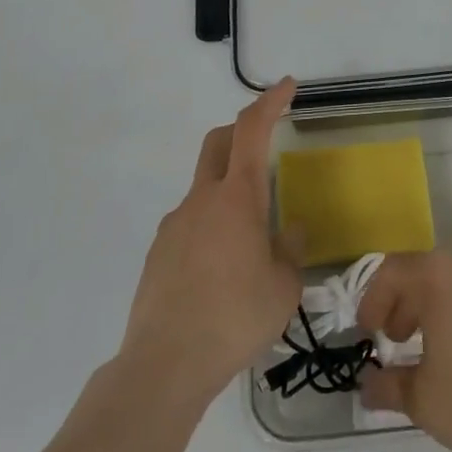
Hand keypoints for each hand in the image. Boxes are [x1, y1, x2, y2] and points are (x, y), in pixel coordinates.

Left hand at [120, 78, 302, 405]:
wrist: (164, 365)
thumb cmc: (235, 318)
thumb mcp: (283, 287)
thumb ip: (291, 249)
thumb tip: (293, 229)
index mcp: (238, 197)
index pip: (252, 129)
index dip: (270, 101)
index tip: (287, 86)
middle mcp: (203, 199)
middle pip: (218, 142)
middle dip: (243, 130)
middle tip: (266, 143)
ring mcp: (175, 224)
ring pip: (204, 186)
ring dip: (227, 188)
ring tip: (249, 238)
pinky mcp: (158, 252)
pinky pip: (190, 222)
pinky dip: (210, 225)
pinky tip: (220, 269)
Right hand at [357, 247, 451, 451]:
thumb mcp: (420, 400)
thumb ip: (386, 385)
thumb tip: (367, 384)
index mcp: (438, 275)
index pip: (392, 271)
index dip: (374, 299)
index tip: (369, 331)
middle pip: (427, 270)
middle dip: (407, 301)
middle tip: (400, 338)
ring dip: (441, 302)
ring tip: (439, 342)